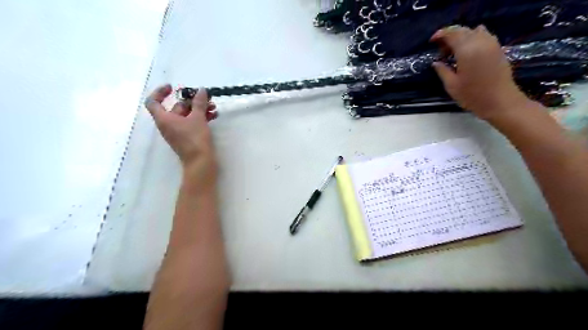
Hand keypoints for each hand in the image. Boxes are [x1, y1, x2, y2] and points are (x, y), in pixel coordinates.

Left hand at [146, 84, 218, 189]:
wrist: (200, 163)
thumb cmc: (195, 139)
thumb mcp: (198, 118)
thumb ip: (199, 103)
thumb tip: (201, 90)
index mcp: (164, 119)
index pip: (153, 102)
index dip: (160, 92)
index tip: (173, 87)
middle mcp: (168, 125)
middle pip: (176, 107)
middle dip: (192, 101)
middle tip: (206, 98)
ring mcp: (178, 132)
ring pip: (187, 115)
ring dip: (199, 109)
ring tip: (213, 107)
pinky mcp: (188, 137)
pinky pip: (192, 123)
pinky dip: (201, 118)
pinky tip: (213, 115)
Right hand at [431, 24, 531, 120]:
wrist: (499, 101)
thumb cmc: (472, 95)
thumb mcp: (451, 85)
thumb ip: (442, 71)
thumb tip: (436, 62)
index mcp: (467, 50)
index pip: (452, 34)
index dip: (440, 35)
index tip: (432, 42)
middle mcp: (480, 42)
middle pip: (463, 30)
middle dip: (450, 36)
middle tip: (441, 50)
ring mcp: (491, 44)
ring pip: (474, 31)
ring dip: (462, 37)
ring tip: (454, 51)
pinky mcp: (498, 48)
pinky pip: (484, 35)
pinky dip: (473, 39)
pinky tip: (467, 53)